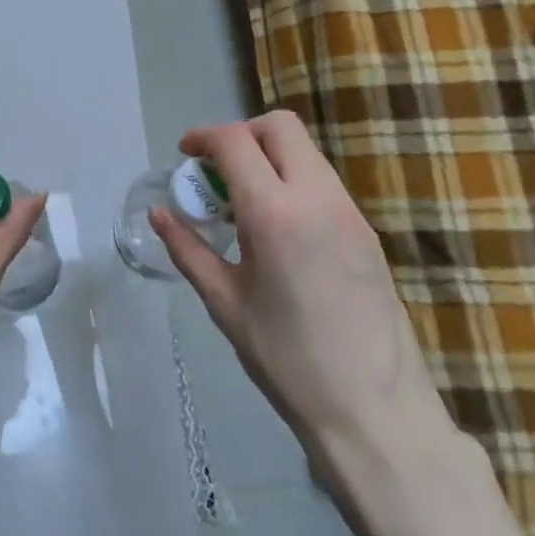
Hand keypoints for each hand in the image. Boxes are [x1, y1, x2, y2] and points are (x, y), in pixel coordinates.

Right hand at [151, 111, 443, 454]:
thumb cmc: (286, 358)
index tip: (184, 155)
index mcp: (274, 213)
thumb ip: (188, 249)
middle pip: (279, 127)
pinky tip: (277, 228)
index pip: (235, 141)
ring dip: (268, 157)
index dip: (203, 137)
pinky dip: (292, 180)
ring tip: (243, 204)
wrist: (374, 409)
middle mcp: (317, 197)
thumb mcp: (225, 302)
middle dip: (241, 135)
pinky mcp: (366, 230)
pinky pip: (323, 181)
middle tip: (216, 172)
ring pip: (305, 151)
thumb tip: (160, 214)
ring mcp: (349, 211)